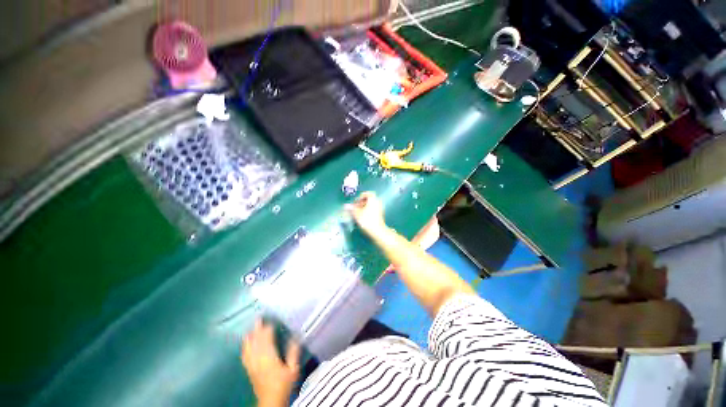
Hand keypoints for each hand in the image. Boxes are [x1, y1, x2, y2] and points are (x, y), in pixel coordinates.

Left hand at [241, 319, 299, 406]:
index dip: (268, 330)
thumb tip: (295, 336)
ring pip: (249, 348)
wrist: (271, 402)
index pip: (267, 340)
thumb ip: (293, 353)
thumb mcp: (293, 369)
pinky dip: (245, 348)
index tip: (271, 321)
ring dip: (250, 337)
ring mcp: (252, 365)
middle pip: (256, 342)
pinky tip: (245, 344)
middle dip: (257, 330)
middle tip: (258, 318)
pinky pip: (245, 356)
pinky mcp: (249, 370)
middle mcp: (259, 360)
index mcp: (269, 358)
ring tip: (251, 328)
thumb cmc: (284, 384)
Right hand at [345, 191, 387, 236]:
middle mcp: (377, 202)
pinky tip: (363, 217)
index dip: (360, 197)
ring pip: (370, 205)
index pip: (367, 193)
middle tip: (356, 207)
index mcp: (373, 199)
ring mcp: (380, 209)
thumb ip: (351, 209)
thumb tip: (346, 206)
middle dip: (361, 203)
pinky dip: (367, 211)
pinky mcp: (380, 215)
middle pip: (369, 199)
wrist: (377, 231)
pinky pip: (373, 210)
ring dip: (364, 207)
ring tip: (358, 213)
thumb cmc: (367, 221)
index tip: (356, 202)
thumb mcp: (357, 214)